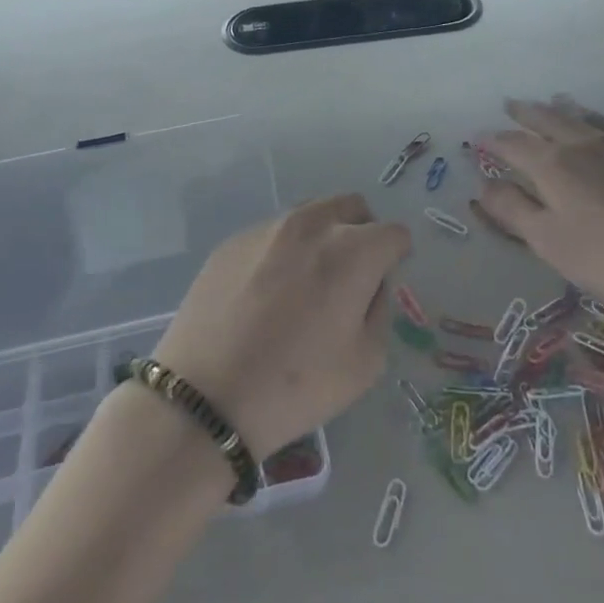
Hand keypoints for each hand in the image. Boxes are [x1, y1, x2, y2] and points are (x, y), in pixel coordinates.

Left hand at [154, 194, 408, 457]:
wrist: (207, 395)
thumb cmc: (297, 385)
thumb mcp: (366, 362)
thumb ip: (379, 309)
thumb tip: (369, 284)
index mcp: (352, 251)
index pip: (394, 234)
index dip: (396, 257)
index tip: (382, 284)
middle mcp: (312, 224)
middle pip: (353, 207)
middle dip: (362, 232)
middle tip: (350, 276)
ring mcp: (267, 228)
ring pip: (311, 214)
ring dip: (322, 236)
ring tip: (306, 284)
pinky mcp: (233, 240)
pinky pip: (273, 233)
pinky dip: (283, 251)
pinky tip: (266, 293)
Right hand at [476, 97, 603, 327]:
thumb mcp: (549, 241)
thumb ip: (513, 210)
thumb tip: (483, 186)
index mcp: (552, 164)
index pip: (513, 144)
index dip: (492, 141)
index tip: (477, 137)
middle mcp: (583, 145)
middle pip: (548, 120)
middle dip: (525, 112)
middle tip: (510, 104)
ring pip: (585, 117)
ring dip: (564, 107)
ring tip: (554, 99)